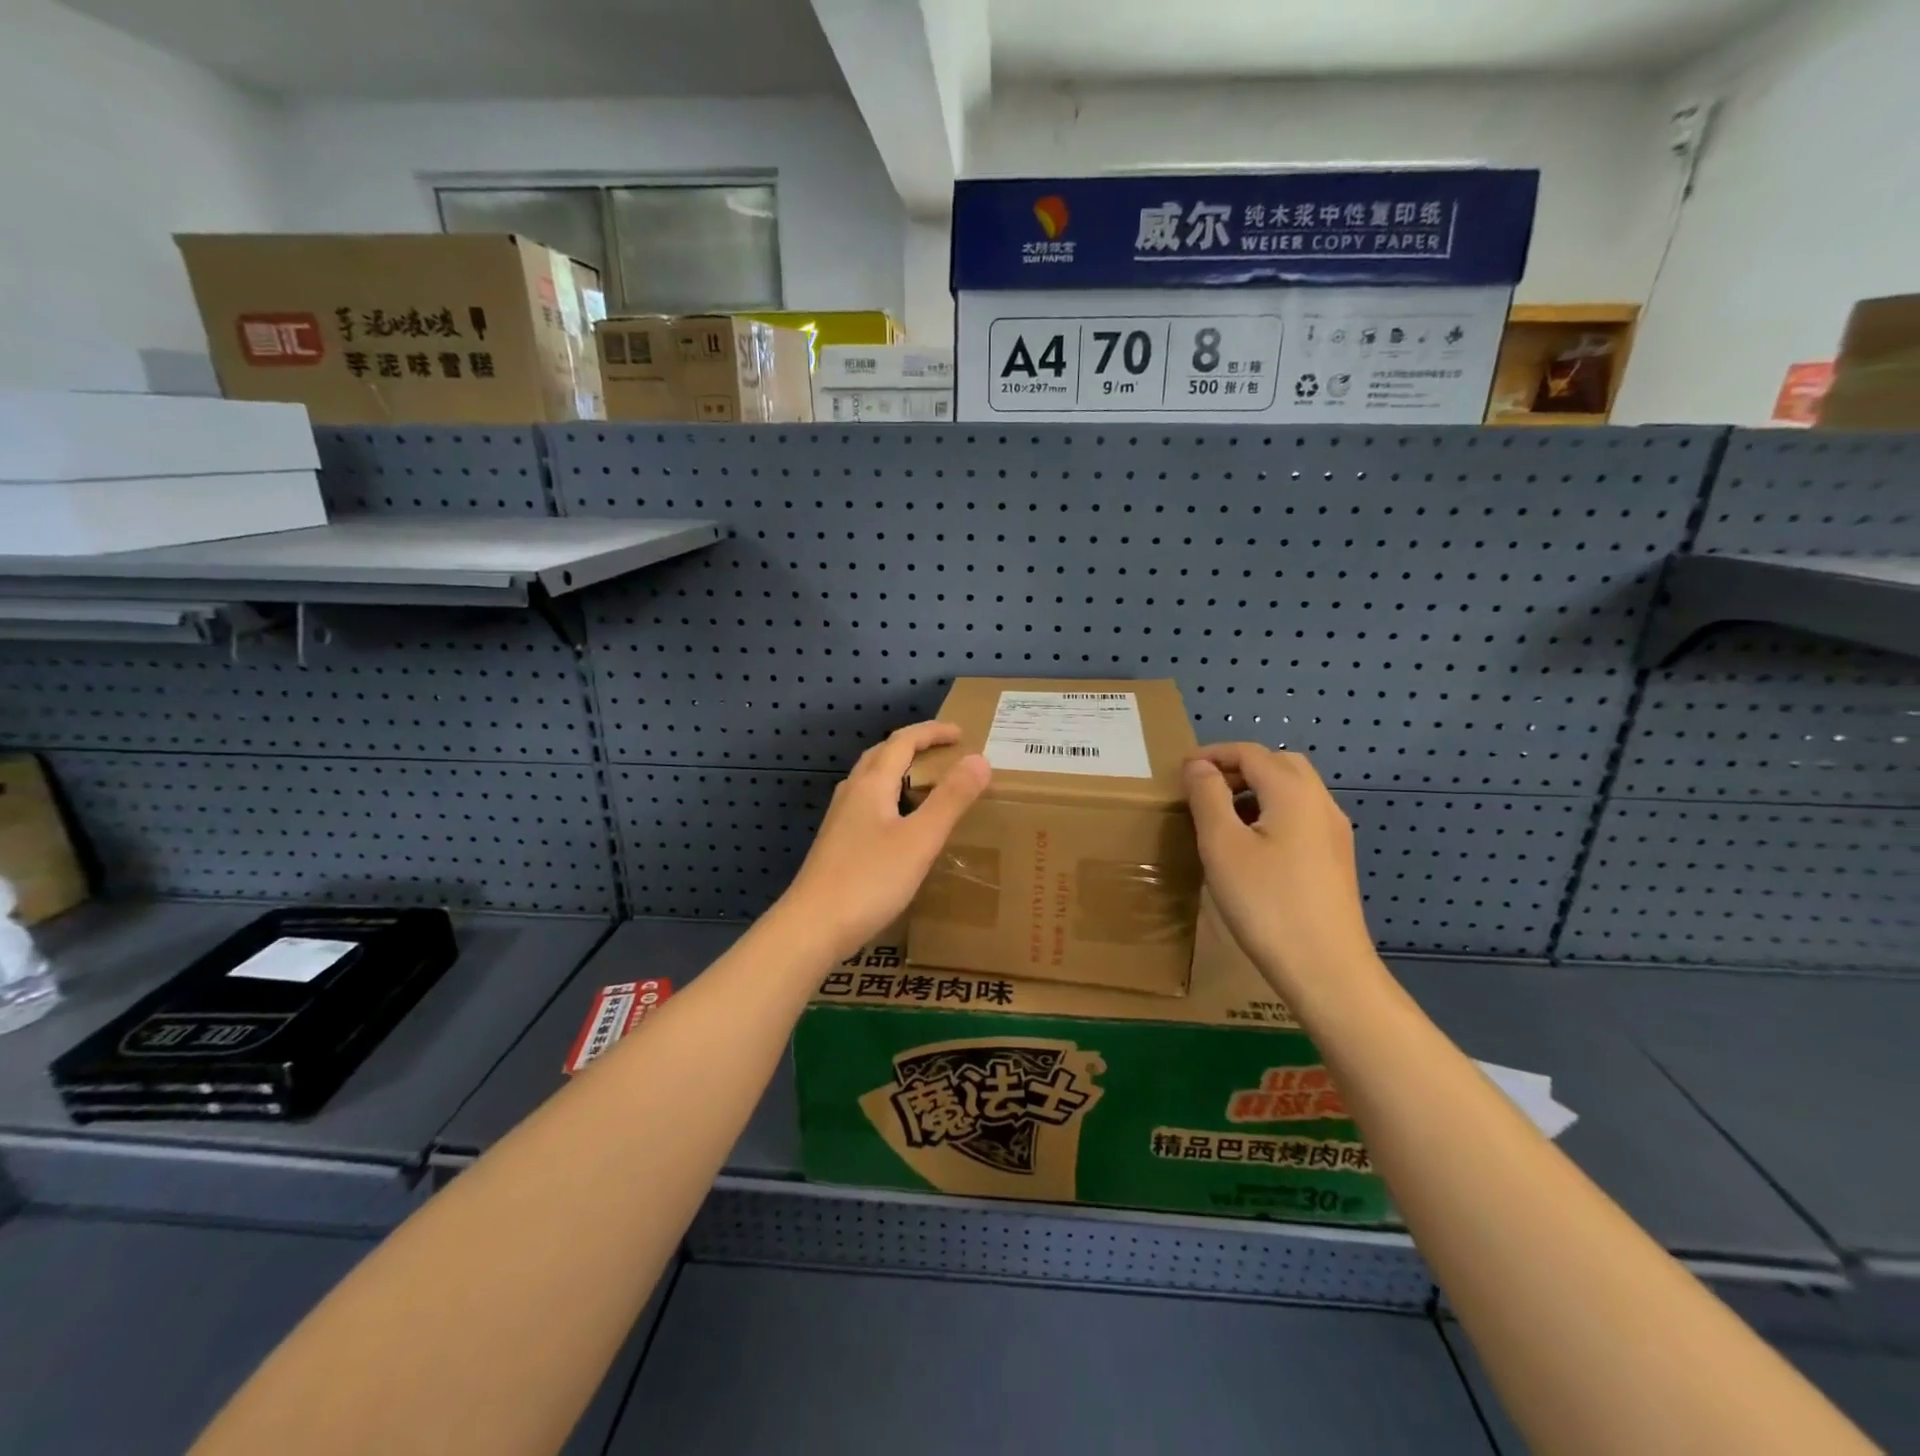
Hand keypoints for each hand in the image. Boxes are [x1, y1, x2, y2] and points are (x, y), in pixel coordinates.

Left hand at [779, 722, 991, 960]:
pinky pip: (867, 805)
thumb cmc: (869, 880)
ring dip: (899, 771)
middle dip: (914, 746)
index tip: (962, 734)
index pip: (902, 741)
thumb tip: (979, 759)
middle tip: (945, 753)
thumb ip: (950, 799)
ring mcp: (840, 820)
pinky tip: (900, 824)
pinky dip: (890, 797)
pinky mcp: (836, 844)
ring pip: (871, 781)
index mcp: (870, 785)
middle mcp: (851, 794)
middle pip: (881, 755)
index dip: (932, 732)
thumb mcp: (920, 840)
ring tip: (926, 783)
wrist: (812, 927)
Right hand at [1183, 744, 1377, 998]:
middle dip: (1239, 766)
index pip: (1250, 752)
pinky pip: (1302, 815)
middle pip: (1279, 763)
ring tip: (1222, 815)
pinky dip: (1273, 811)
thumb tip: (1199, 766)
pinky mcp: (1336, 859)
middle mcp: (1321, 803)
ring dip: (1257, 788)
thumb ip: (1208, 797)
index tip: (1181, 770)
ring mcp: (1335, 832)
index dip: (1213, 754)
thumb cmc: (1266, 903)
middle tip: (1204, 788)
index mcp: (1293, 792)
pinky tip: (1253, 844)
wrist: (1326, 969)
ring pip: (1294, 790)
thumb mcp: (1222, 846)